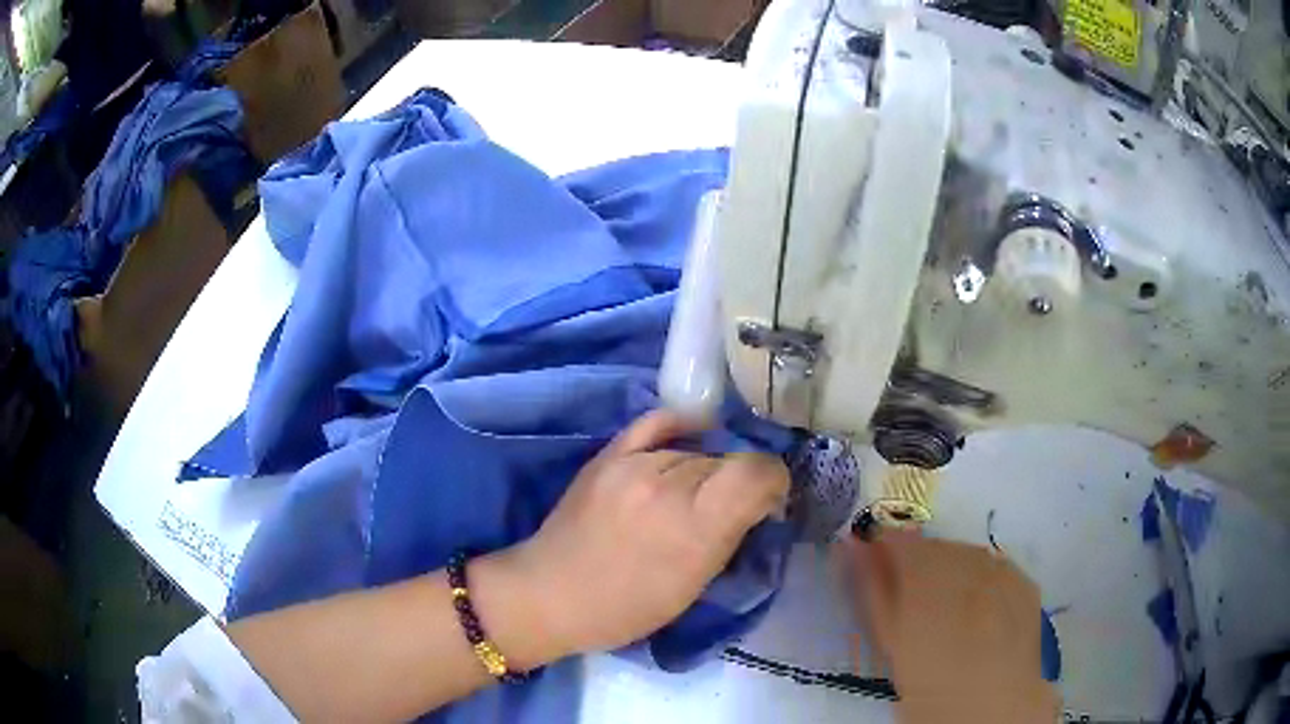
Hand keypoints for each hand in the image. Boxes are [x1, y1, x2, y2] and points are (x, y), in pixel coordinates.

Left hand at [504, 410, 789, 660]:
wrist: (550, 593)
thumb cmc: (626, 608)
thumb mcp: (694, 586)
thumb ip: (730, 536)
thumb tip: (756, 503)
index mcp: (695, 525)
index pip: (757, 471)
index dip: (773, 480)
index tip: (769, 500)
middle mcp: (667, 483)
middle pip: (726, 460)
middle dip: (737, 481)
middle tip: (728, 507)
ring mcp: (634, 464)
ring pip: (695, 450)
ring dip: (705, 470)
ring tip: (691, 494)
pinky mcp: (608, 454)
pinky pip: (657, 424)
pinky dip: (681, 428)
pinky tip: (691, 436)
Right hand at [841, 532, 1058, 723]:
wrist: (989, 710)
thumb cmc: (928, 687)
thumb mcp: (890, 643)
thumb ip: (870, 590)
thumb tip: (849, 548)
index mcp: (925, 582)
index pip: (899, 541)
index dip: (886, 550)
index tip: (879, 564)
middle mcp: (967, 566)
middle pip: (935, 546)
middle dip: (921, 563)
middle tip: (914, 600)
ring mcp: (1002, 571)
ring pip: (967, 554)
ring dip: (953, 570)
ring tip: (949, 609)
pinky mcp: (1025, 582)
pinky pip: (997, 566)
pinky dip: (983, 579)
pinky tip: (980, 609)